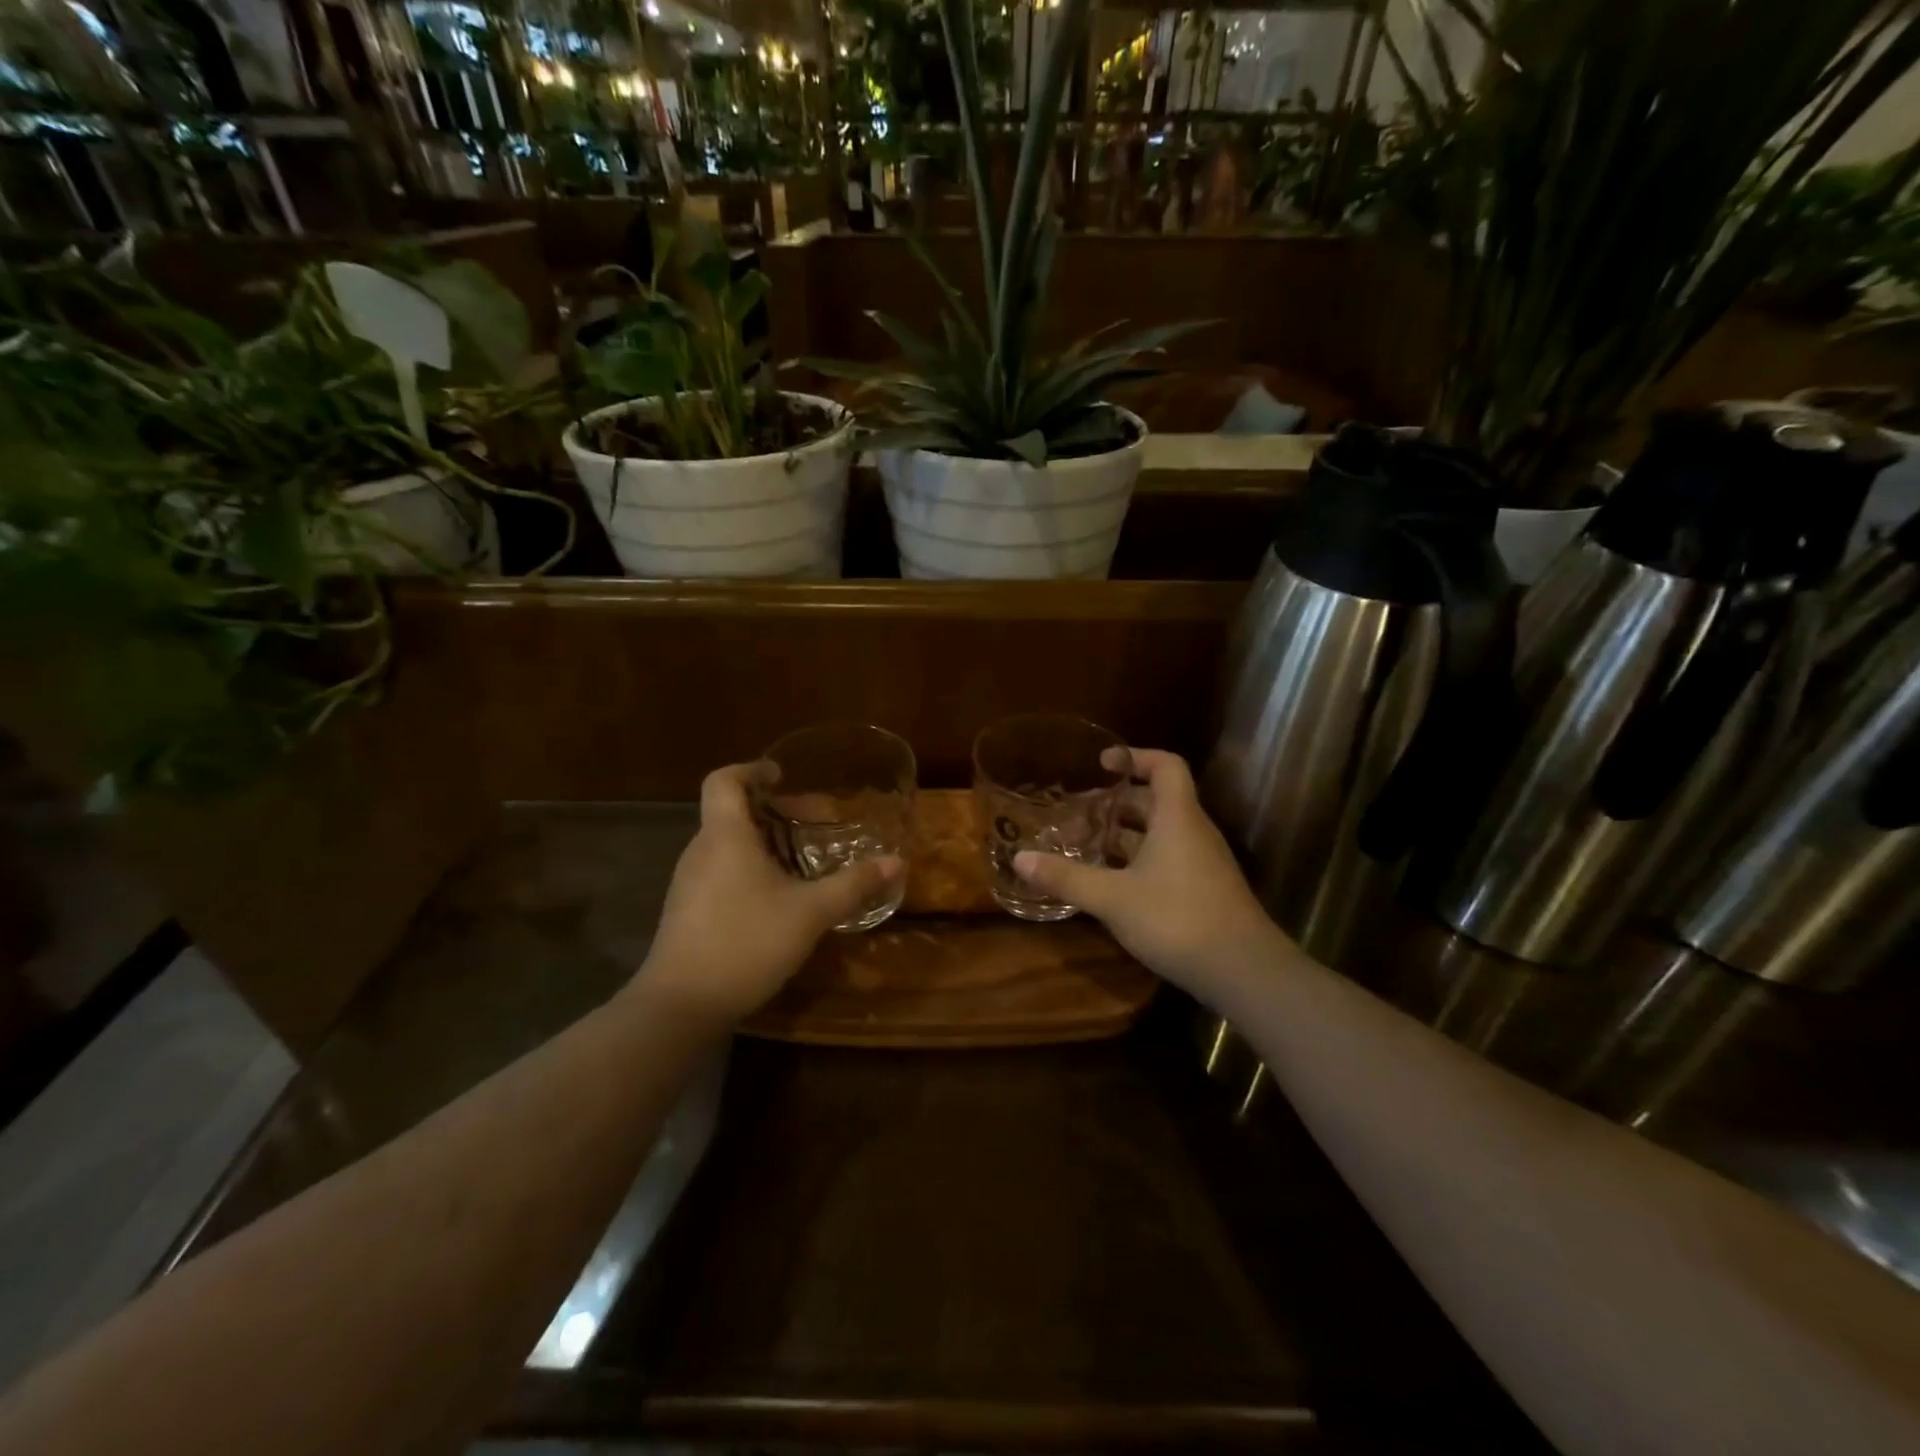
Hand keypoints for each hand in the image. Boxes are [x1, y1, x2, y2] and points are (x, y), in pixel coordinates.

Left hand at [634, 763, 901, 1024]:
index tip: (783, 776)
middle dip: (773, 811)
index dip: (752, 769)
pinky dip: (750, 870)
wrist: (681, 1006)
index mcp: (725, 836)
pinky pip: (721, 872)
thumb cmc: (745, 942)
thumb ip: (853, 884)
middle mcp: (701, 851)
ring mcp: (689, 883)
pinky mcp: (688, 911)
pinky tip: (777, 899)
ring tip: (802, 861)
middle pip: (731, 812)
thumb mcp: (810, 913)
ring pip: (727, 845)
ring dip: (763, 843)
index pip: (724, 780)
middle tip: (812, 823)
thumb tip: (896, 862)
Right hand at [1013, 748, 1276, 990]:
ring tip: (1085, 847)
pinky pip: (1167, 860)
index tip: (1101, 764)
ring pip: (1160, 834)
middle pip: (1156, 801)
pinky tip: (1111, 884)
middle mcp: (1193, 832)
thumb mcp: (1113, 898)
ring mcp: (1203, 863)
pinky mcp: (1204, 891)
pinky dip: (1138, 861)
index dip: (1135, 757)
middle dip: (1116, 804)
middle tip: (1078, 815)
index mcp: (1177, 818)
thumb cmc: (1177, 919)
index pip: (1165, 766)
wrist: (1244, 972)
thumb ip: (1067, 877)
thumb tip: (1020, 858)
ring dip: (1125, 836)